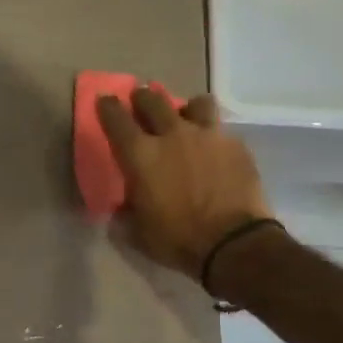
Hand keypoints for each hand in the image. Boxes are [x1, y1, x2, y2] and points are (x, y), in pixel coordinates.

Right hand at [96, 87, 273, 280]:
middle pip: (154, 101)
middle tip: (141, 101)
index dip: (107, 107)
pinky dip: (214, 137)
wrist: (233, 243)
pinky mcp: (237, 146)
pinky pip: (222, 131)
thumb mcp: (138, 233)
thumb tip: (121, 207)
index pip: (116, 120)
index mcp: (142, 156)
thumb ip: (126, 214)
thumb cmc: (178, 240)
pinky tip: (216, 151)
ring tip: (188, 118)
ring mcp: (209, 136)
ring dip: (187, 108)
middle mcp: (173, 135)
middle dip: (143, 98)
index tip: (105, 101)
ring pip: (197, 103)